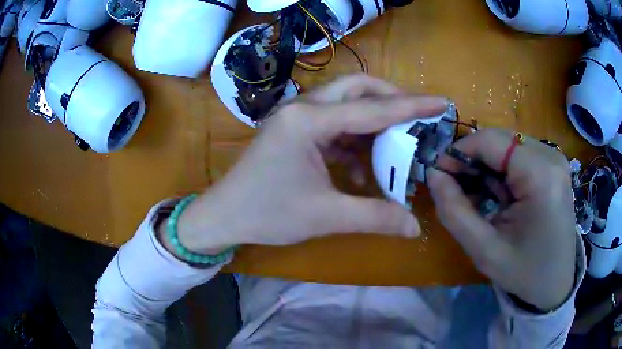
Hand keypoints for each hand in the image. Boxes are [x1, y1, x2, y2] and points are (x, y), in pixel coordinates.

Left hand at [161, 74, 447, 254]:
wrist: (223, 216)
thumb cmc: (267, 214)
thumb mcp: (326, 216)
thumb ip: (375, 217)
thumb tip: (415, 228)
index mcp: (308, 121)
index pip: (372, 108)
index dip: (412, 106)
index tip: (441, 102)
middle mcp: (302, 108)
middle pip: (356, 88)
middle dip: (391, 99)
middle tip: (417, 116)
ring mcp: (295, 116)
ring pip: (345, 103)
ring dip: (373, 119)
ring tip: (397, 140)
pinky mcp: (294, 130)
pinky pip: (333, 123)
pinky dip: (354, 137)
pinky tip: (364, 162)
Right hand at [427, 129, 575, 311]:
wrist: (555, 282)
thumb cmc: (523, 271)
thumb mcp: (484, 250)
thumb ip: (454, 211)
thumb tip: (433, 174)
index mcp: (541, 176)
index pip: (491, 141)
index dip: (460, 151)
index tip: (439, 173)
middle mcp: (551, 157)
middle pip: (500, 139)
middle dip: (474, 159)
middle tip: (456, 188)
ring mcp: (554, 158)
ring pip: (507, 145)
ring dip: (487, 166)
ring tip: (480, 197)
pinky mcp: (553, 165)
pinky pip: (519, 154)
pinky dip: (502, 170)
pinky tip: (499, 195)